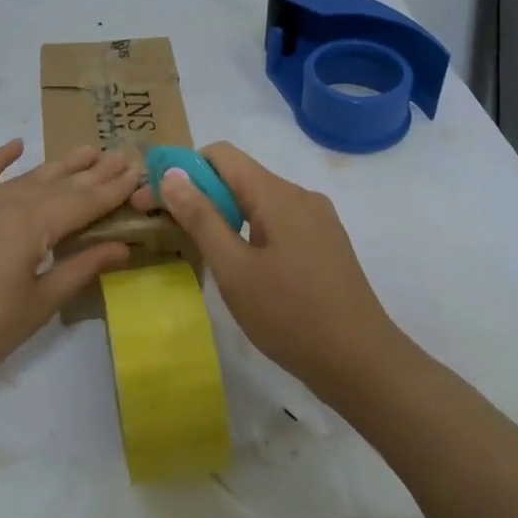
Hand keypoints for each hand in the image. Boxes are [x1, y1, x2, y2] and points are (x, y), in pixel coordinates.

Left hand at [0, 139, 139, 396]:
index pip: (81, 202)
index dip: (111, 189)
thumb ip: (80, 268)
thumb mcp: (39, 304)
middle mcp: (4, 205)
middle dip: (92, 172)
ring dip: (57, 166)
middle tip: (121, 154)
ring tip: (86, 151)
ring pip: (24, 179)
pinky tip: (16, 145)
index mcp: (29, 226)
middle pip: (57, 185)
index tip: (136, 171)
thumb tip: (122, 246)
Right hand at [140, 142, 400, 393]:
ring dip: (222, 214)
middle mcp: (300, 195)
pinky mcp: (324, 243)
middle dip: (198, 194)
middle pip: (239, 176)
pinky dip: (248, 229)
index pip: (221, 154)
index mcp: (277, 194)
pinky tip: (238, 263)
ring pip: (257, 200)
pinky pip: (277, 220)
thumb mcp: (234, 269)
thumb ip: (201, 218)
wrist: (362, 363)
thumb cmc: (291, 316)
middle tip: (164, 226)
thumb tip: (172, 174)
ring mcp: (317, 219)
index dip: (183, 169)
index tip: (155, 199)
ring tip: (197, 247)